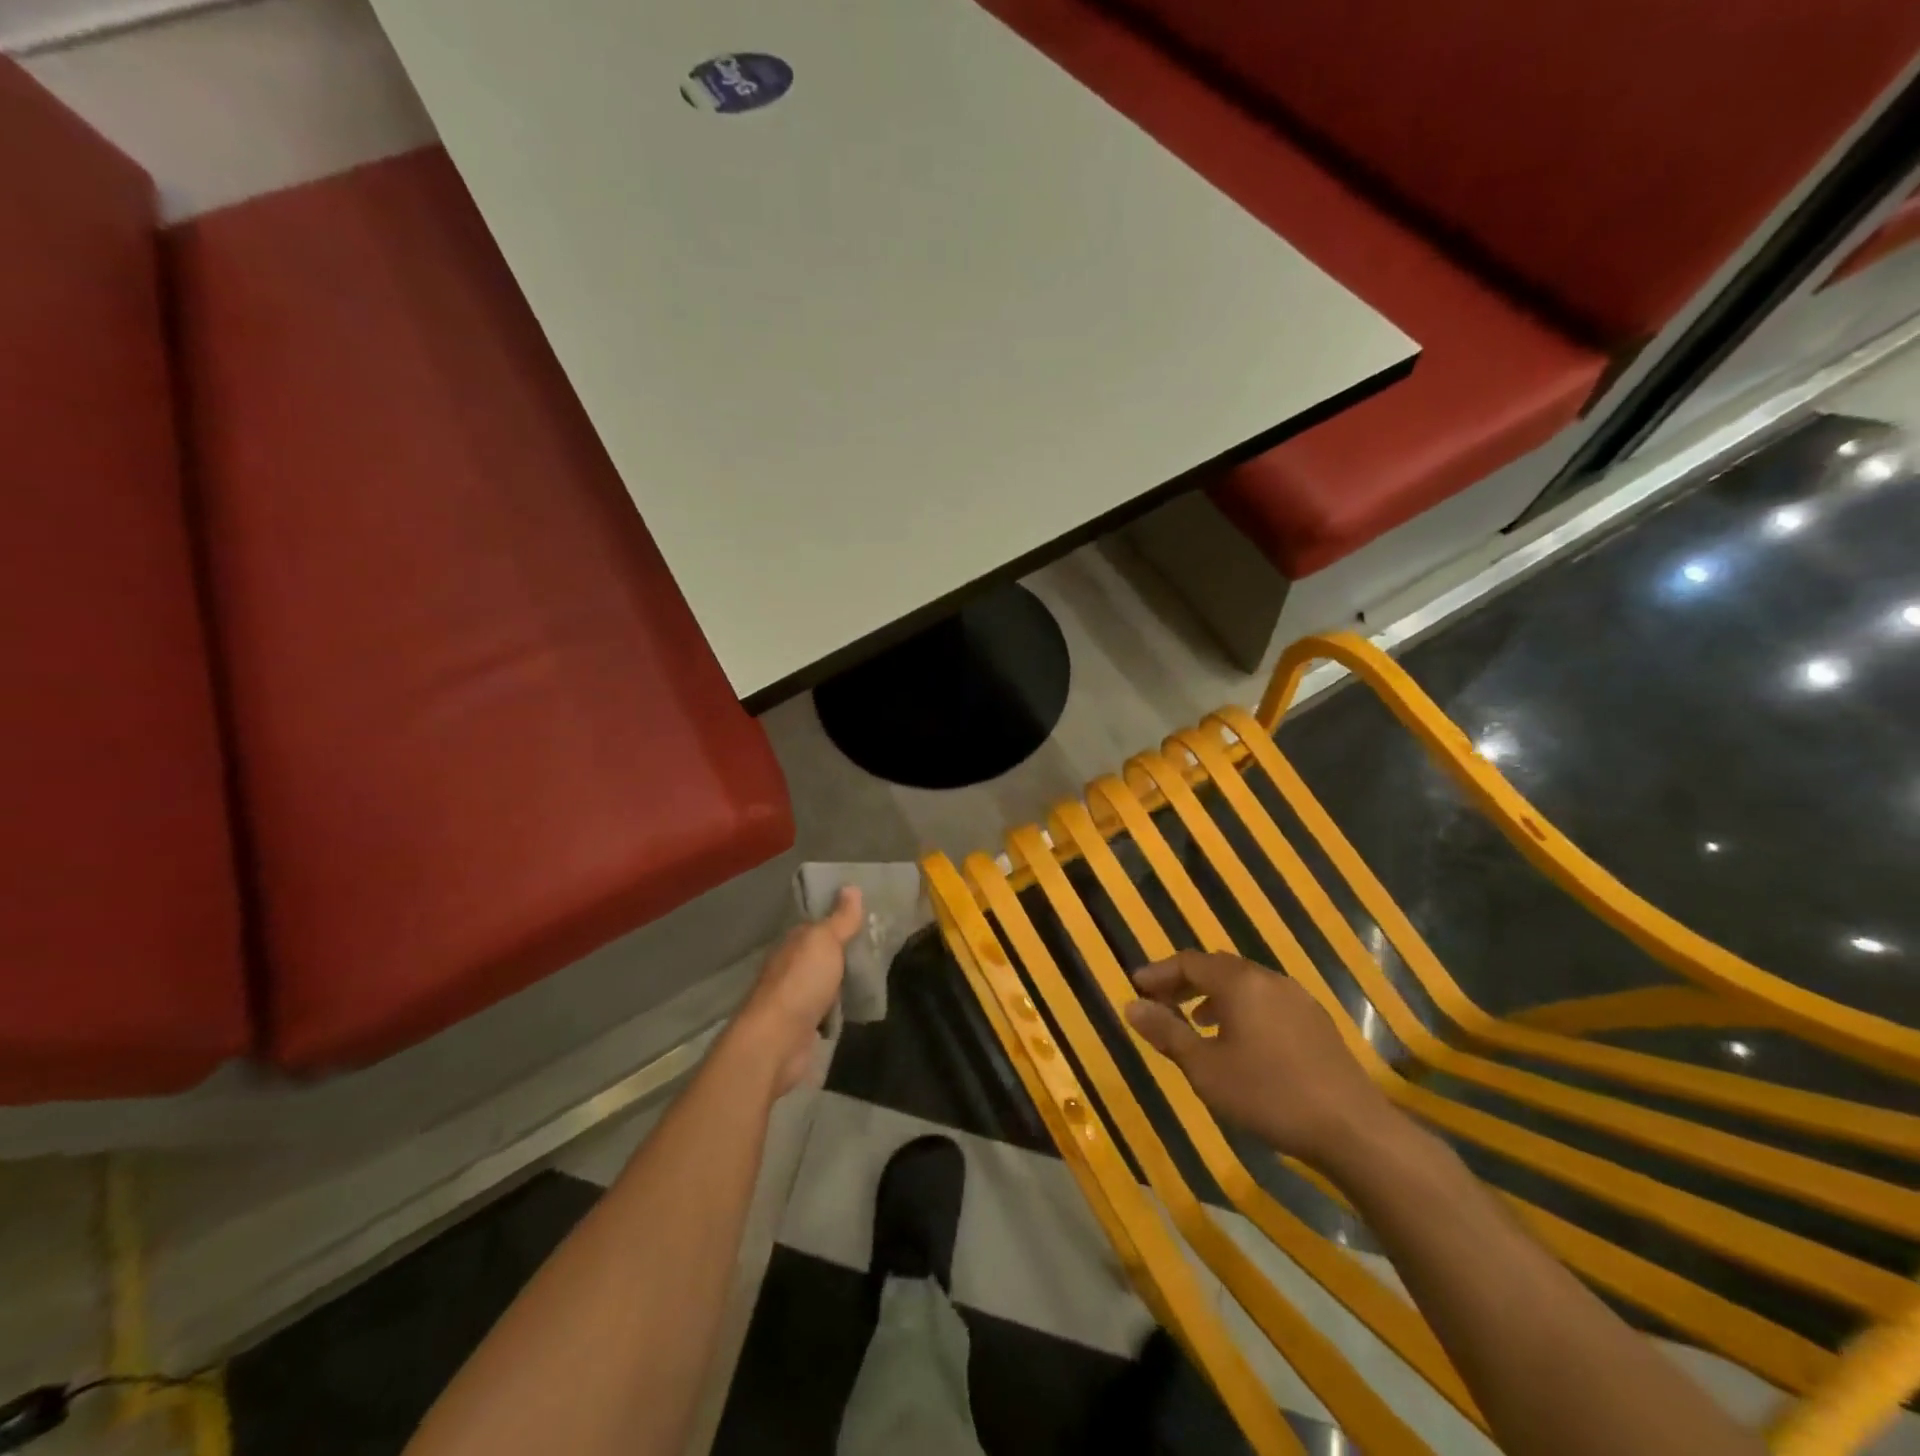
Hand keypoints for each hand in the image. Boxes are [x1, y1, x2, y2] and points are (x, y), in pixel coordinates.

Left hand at [730, 886, 864, 1096]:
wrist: (776, 1042)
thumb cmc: (801, 983)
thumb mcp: (825, 942)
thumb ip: (840, 919)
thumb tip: (850, 887)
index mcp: (794, 943)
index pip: (817, 925)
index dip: (840, 920)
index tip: (868, 918)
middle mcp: (791, 967)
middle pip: (821, 955)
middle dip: (844, 952)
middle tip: (880, 947)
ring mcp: (796, 998)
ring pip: (825, 982)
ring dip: (842, 981)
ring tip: (876, 975)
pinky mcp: (803, 1027)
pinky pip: (826, 1010)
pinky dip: (839, 1008)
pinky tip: (858, 1006)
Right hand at [1125, 951, 1397, 1171]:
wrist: (1352, 1129)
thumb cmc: (1268, 1095)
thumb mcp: (1205, 1068)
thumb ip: (1167, 1033)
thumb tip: (1131, 1006)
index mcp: (1239, 982)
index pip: (1189, 962)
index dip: (1160, 972)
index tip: (1136, 987)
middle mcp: (1268, 979)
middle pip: (1217, 967)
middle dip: (1185, 981)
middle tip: (1160, 1001)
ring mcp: (1297, 998)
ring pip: (1245, 983)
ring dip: (1213, 995)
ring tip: (1196, 1020)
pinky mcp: (1316, 1021)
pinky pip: (1266, 1000)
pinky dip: (1242, 1008)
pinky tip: (1240, 1039)